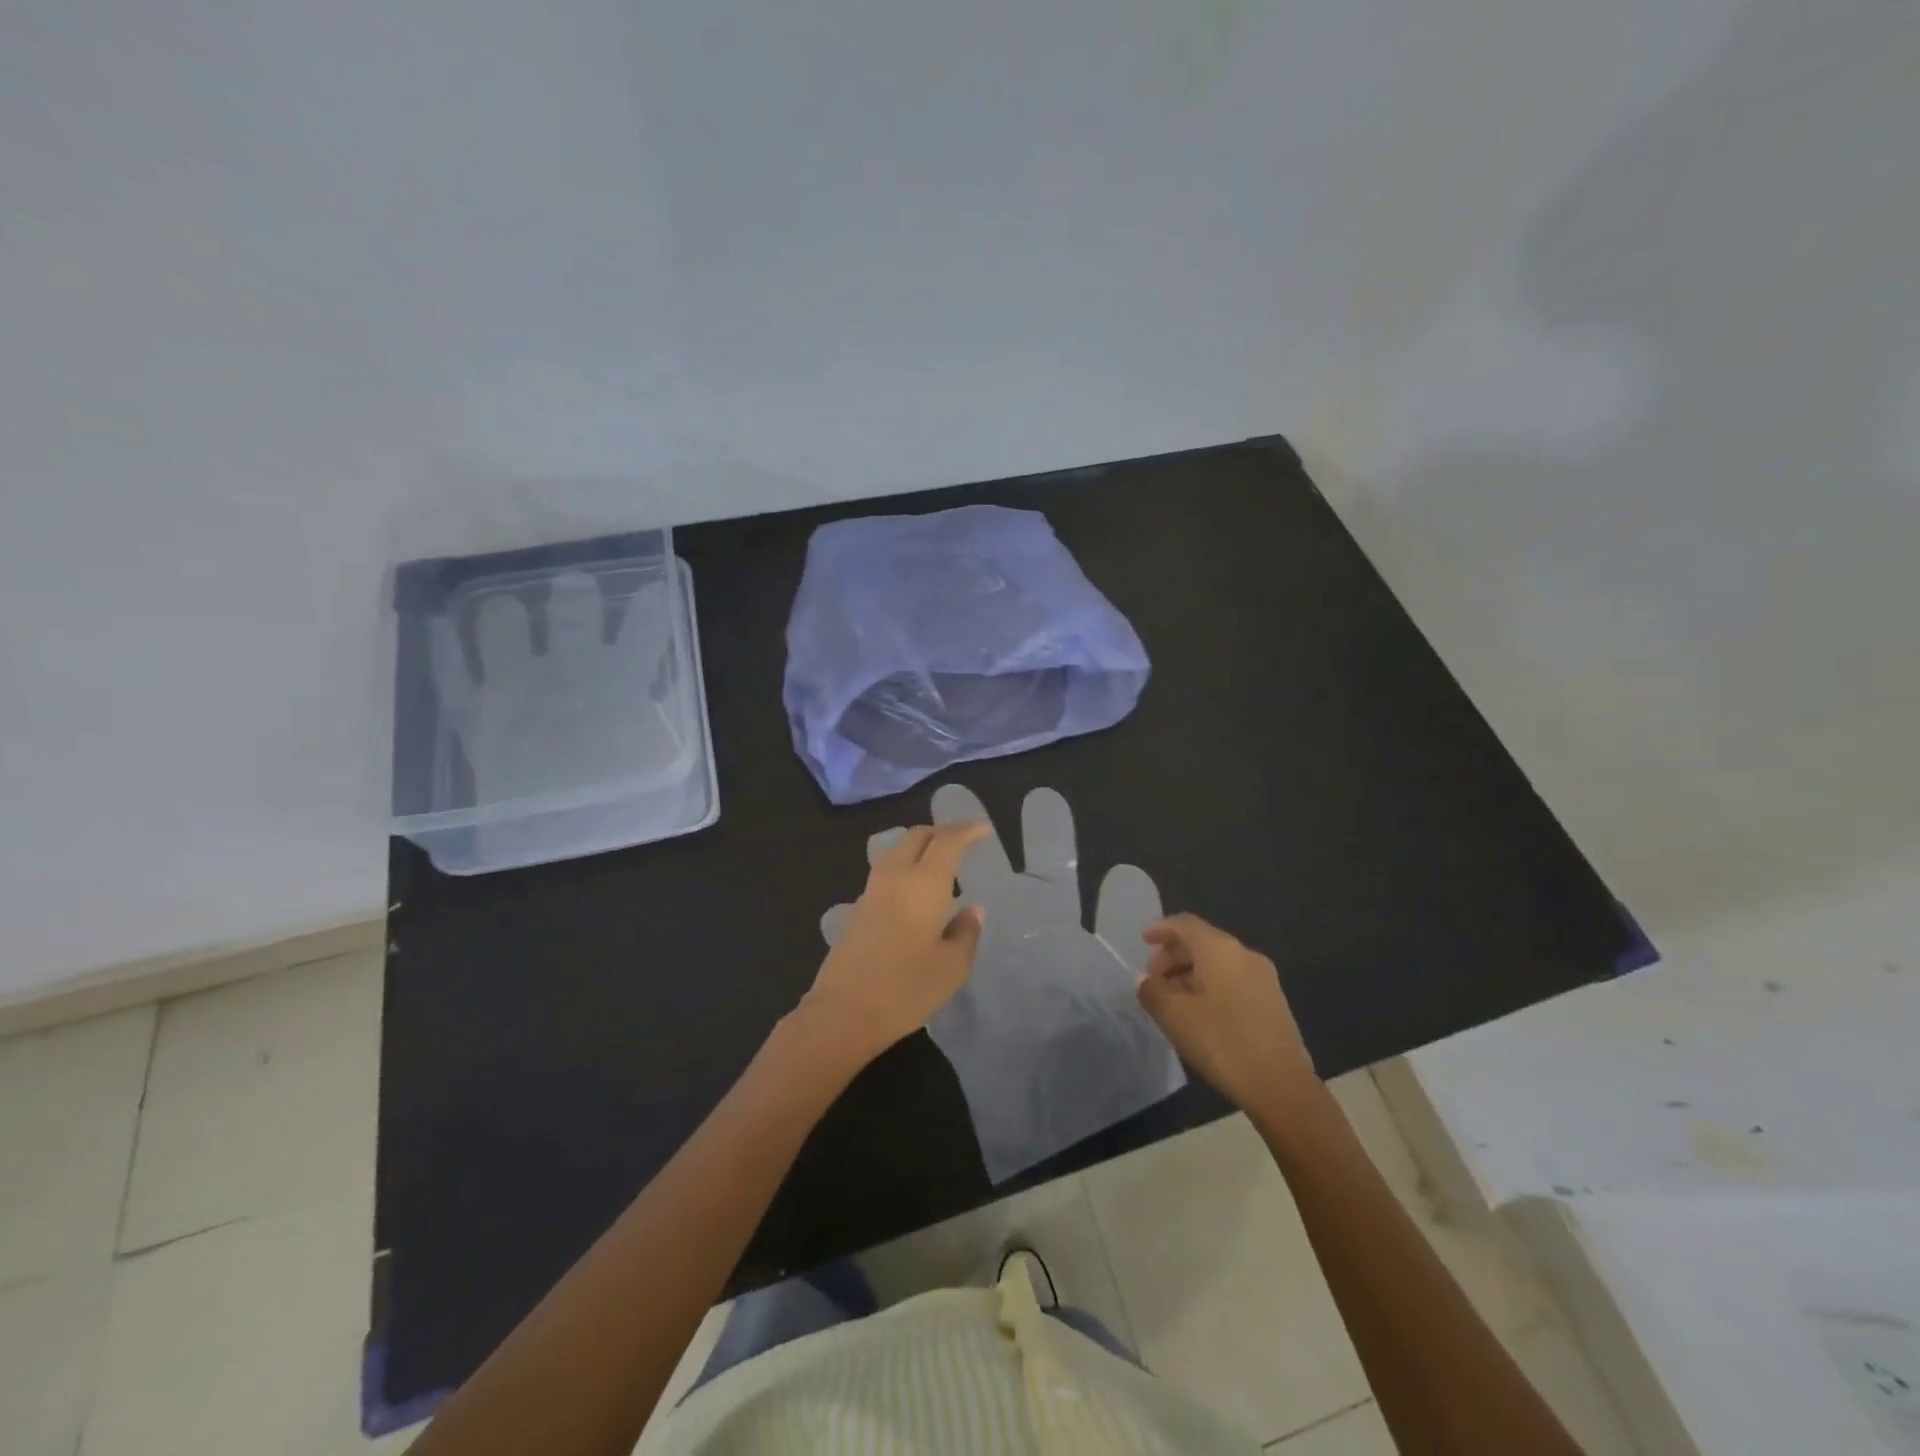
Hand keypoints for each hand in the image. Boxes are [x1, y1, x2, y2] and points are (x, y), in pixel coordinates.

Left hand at [825, 784, 1184, 1184]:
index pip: (947, 840)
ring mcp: (871, 890)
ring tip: (941, 866)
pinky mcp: (857, 908)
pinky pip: (885, 871)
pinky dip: (905, 866)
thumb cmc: (906, 989)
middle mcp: (895, 876)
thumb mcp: (952, 967)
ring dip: (920, 847)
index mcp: (923, 882)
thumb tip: (972, 910)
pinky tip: (915, 893)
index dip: (967, 830)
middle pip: (917, 836)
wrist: (843, 1013)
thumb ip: (966, 933)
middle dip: (941, 832)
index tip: (984, 829)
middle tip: (962, 843)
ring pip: (896, 850)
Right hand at [1135, 913, 1317, 1114]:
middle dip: (1173, 954)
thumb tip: (1146, 980)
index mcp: (1220, 950)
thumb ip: (1152, 991)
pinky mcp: (1273, 1001)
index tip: (1143, 940)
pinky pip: (1233, 979)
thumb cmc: (1222, 1043)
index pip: (1186, 924)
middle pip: (1203, 941)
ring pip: (1218, 962)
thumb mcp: (1175, 1017)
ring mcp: (1263, 978)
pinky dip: (1210, 984)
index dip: (1161, 928)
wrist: (1282, 1087)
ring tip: (1172, 998)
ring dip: (1191, 972)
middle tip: (1153, 977)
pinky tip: (1199, 1012)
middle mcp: (1244, 955)